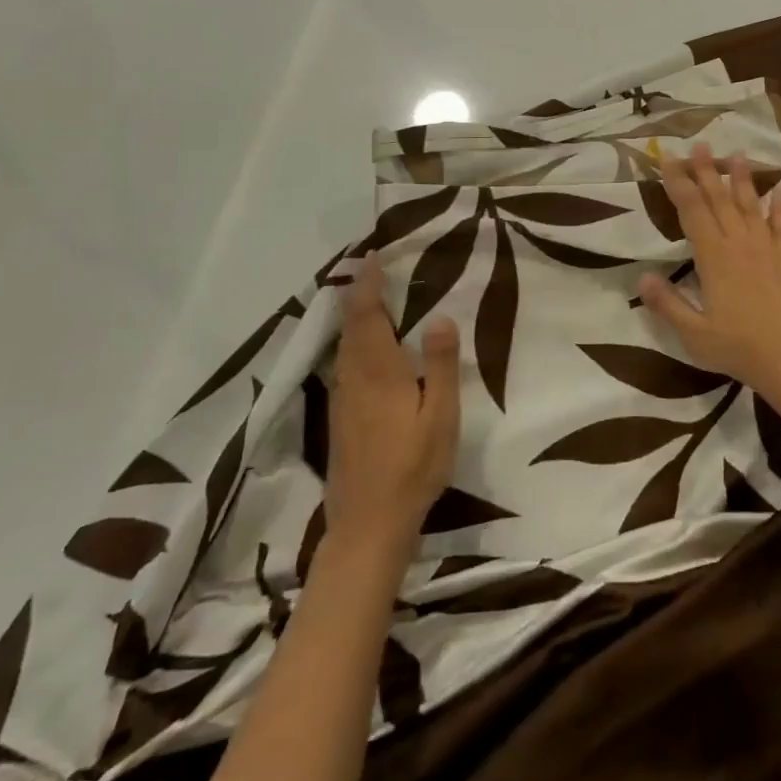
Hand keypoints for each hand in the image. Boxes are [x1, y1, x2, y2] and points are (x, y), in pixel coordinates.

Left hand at [324, 254, 460, 553]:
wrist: (367, 525)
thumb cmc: (412, 467)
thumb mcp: (440, 415)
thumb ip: (439, 364)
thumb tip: (439, 316)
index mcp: (378, 370)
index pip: (367, 314)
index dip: (368, 283)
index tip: (373, 255)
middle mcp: (353, 376)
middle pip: (351, 325)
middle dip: (358, 292)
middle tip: (372, 266)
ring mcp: (342, 397)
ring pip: (344, 344)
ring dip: (354, 315)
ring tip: (370, 295)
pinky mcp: (339, 416)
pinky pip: (344, 361)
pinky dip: (352, 339)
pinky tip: (365, 345)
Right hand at [637, 145, 780, 402]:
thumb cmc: (740, 349)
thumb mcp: (694, 334)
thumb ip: (667, 304)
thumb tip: (642, 276)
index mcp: (713, 257)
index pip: (692, 210)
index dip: (679, 183)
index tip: (669, 160)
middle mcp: (740, 244)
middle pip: (720, 199)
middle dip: (707, 170)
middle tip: (699, 145)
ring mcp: (767, 249)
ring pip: (751, 205)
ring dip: (741, 179)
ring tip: (736, 154)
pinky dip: (780, 205)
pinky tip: (780, 190)